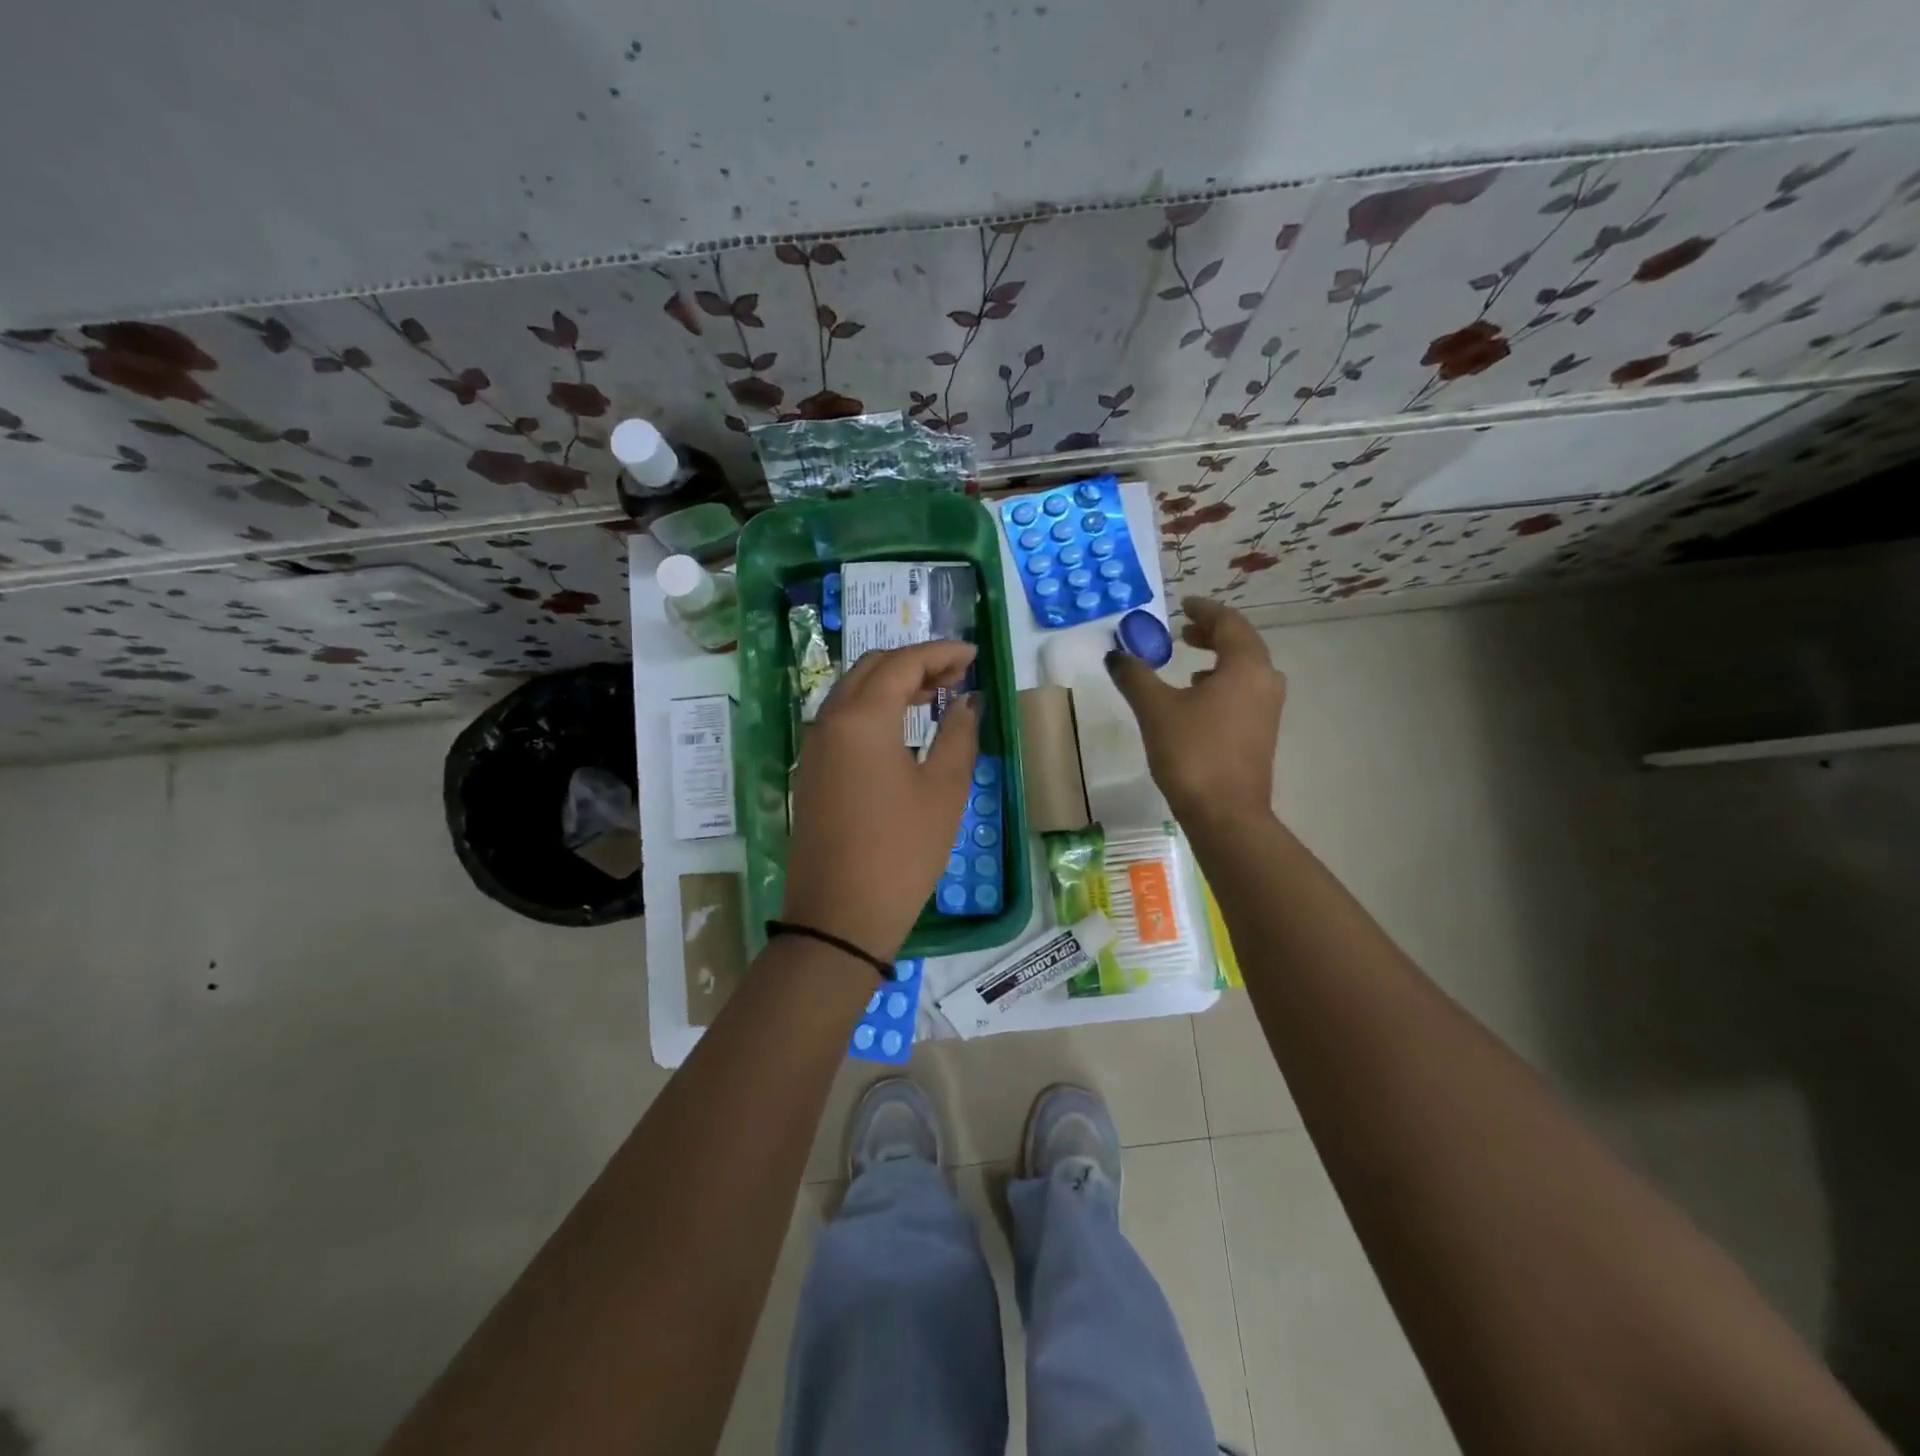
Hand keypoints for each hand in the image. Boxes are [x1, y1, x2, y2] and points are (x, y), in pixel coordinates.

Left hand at [781, 642, 979, 961]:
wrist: (840, 915)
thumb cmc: (902, 851)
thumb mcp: (944, 790)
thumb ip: (959, 734)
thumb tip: (966, 702)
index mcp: (862, 718)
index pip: (902, 662)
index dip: (941, 652)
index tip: (973, 655)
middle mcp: (829, 720)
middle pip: (871, 667)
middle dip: (914, 662)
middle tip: (956, 675)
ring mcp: (814, 746)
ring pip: (852, 691)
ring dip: (891, 683)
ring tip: (934, 696)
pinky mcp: (810, 770)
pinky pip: (841, 719)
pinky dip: (872, 708)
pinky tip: (900, 727)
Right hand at [1105, 596, 1284, 827]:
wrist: (1225, 814)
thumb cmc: (1192, 753)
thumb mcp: (1155, 709)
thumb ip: (1135, 676)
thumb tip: (1116, 655)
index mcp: (1245, 666)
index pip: (1229, 623)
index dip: (1204, 610)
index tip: (1183, 605)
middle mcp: (1265, 681)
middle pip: (1242, 643)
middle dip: (1212, 633)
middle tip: (1183, 631)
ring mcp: (1268, 710)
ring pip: (1246, 669)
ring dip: (1219, 658)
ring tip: (1190, 660)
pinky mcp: (1262, 733)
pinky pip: (1245, 691)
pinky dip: (1223, 682)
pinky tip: (1199, 698)